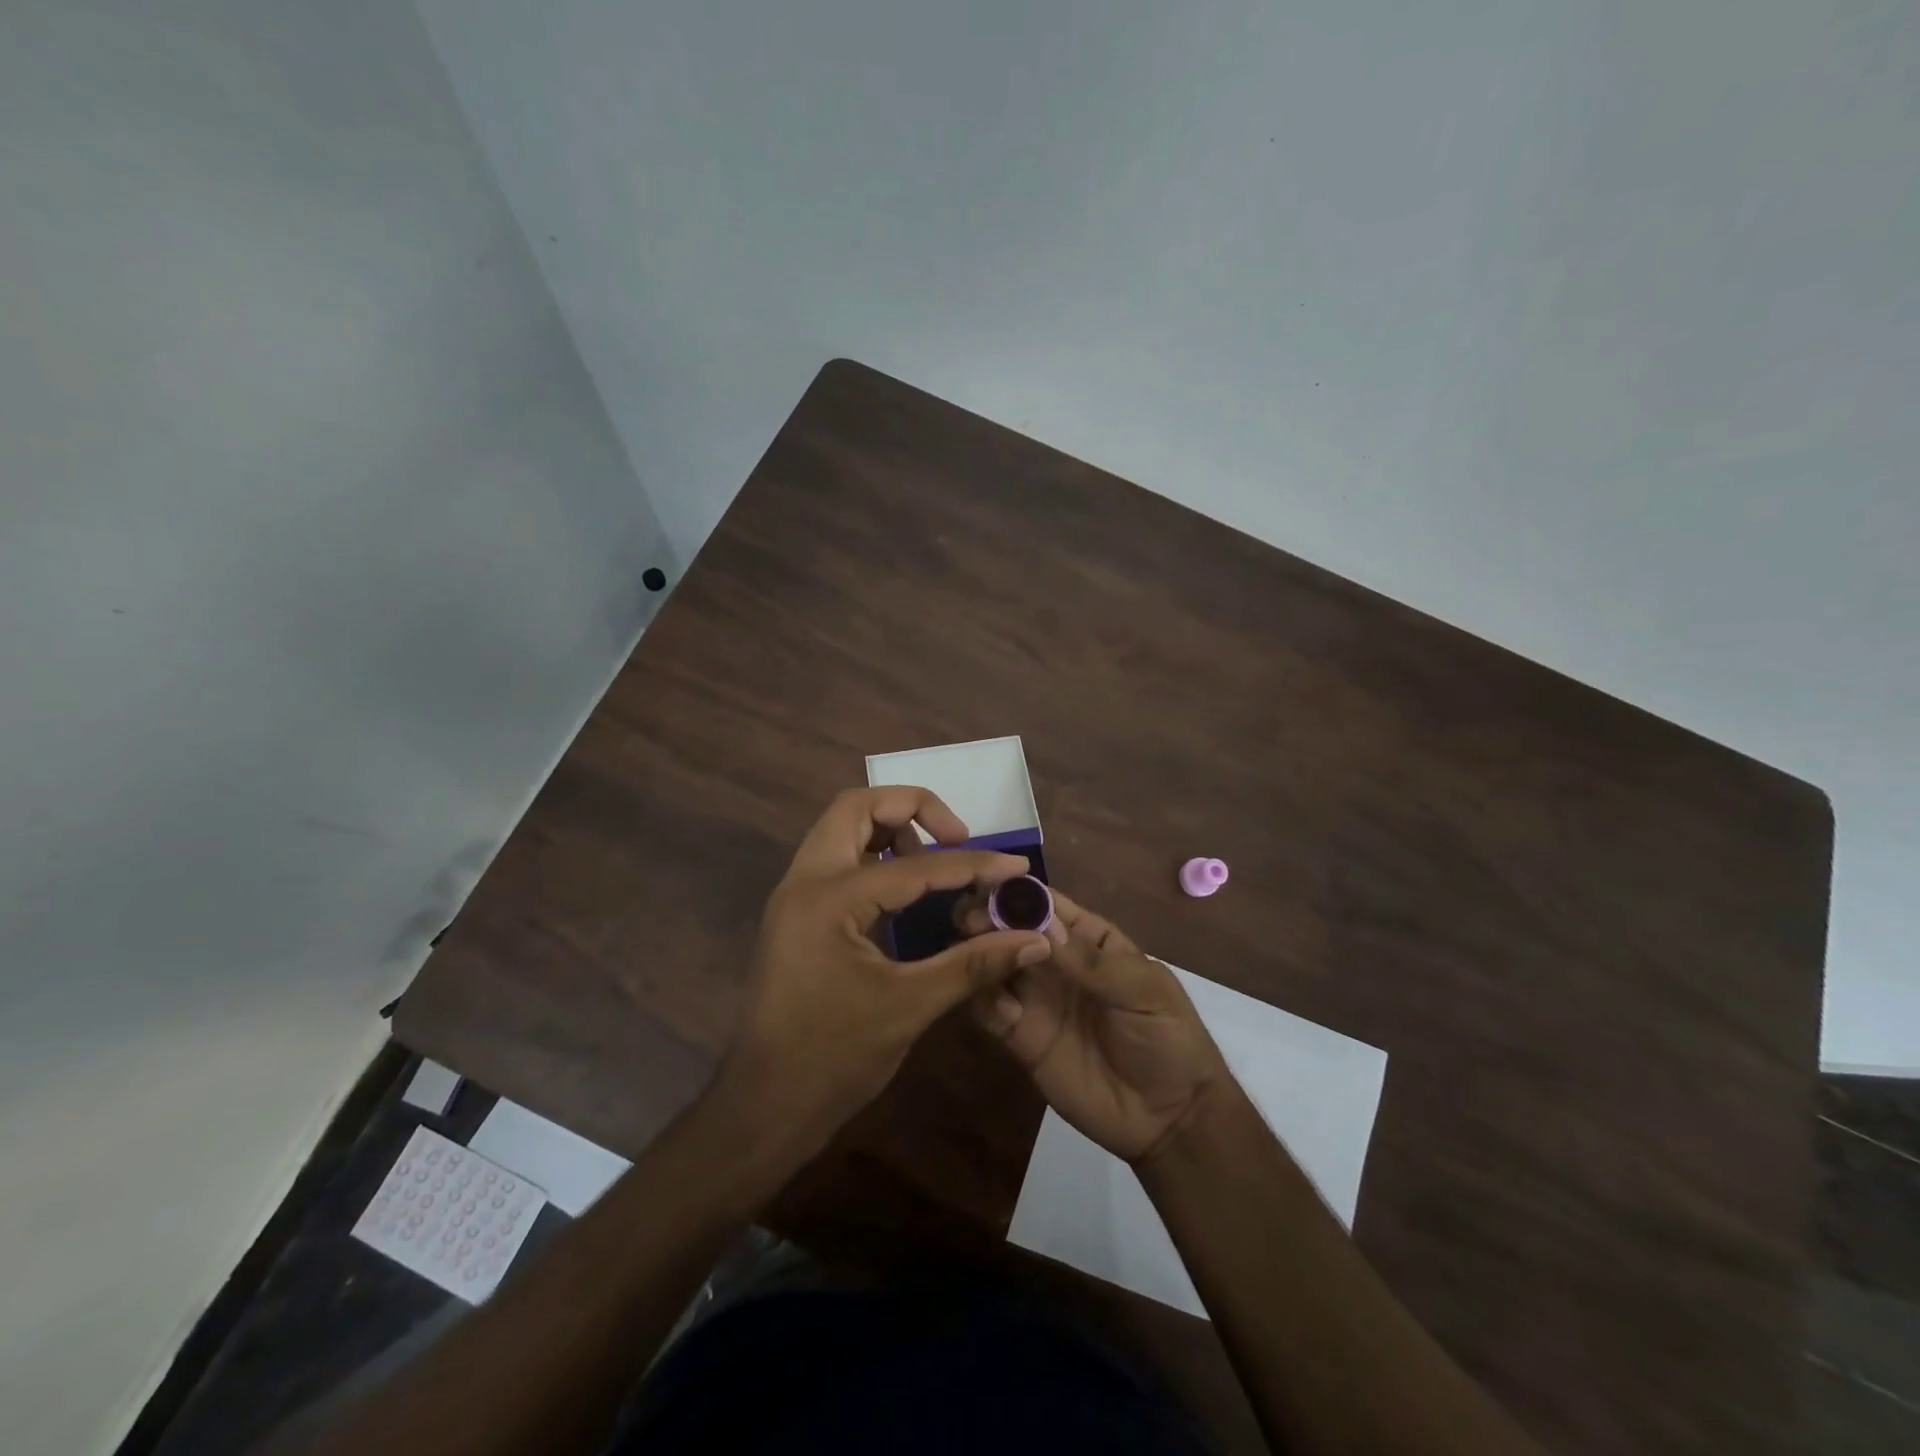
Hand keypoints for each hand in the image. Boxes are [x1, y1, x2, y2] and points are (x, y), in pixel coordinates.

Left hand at [717, 787, 1053, 1160]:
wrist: (763, 1107)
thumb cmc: (833, 1058)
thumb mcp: (909, 1006)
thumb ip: (974, 963)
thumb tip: (1035, 939)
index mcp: (830, 898)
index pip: (916, 866)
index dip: (974, 864)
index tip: (1017, 865)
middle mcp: (805, 880)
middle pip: (856, 807)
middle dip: (913, 808)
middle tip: (957, 838)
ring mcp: (795, 895)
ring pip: (842, 828)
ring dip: (890, 829)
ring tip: (934, 862)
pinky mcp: (796, 914)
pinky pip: (837, 860)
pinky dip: (874, 856)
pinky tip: (907, 892)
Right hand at [968, 889, 1230, 1164]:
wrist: (1170, 1119)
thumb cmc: (1169, 1039)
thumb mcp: (1144, 992)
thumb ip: (1092, 962)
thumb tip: (1043, 925)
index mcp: (1088, 939)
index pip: (1047, 905)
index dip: (1019, 893)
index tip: (988, 886)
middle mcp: (1054, 962)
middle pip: (1010, 929)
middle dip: (989, 919)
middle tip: (972, 923)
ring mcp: (1035, 999)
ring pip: (993, 964)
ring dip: (980, 954)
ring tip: (975, 957)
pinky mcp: (1021, 1038)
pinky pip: (990, 1010)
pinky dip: (985, 1001)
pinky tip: (1002, 1008)